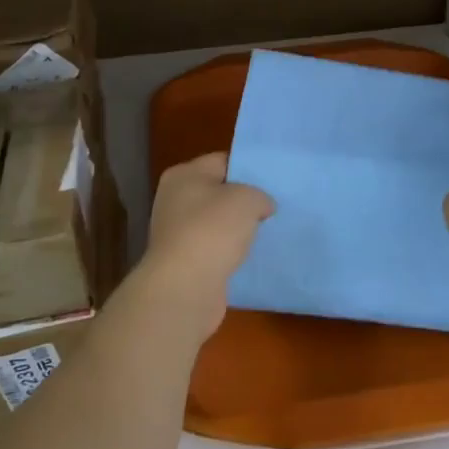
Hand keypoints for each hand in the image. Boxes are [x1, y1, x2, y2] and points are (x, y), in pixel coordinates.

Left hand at [136, 153, 274, 341]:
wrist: (185, 287)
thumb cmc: (213, 230)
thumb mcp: (247, 199)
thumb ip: (259, 195)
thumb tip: (262, 206)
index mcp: (183, 175)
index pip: (222, 161)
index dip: (249, 169)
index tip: (273, 181)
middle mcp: (175, 200)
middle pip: (218, 193)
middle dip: (245, 201)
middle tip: (274, 207)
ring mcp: (177, 233)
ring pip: (217, 224)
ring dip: (238, 230)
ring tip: (268, 233)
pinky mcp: (184, 262)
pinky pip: (215, 250)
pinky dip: (231, 253)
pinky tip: (251, 257)